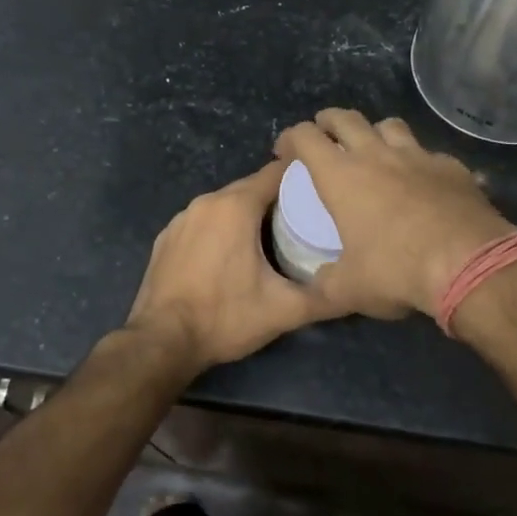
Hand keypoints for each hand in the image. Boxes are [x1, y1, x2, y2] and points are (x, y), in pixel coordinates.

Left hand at [124, 159, 336, 378]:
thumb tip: (355, 290)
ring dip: (247, 214)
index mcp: (235, 206)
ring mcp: (181, 218)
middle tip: (303, 219)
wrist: (161, 342)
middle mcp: (206, 202)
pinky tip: (229, 255)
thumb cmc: (224, 317)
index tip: (322, 190)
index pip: (276, 173)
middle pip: (250, 187)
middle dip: (276, 198)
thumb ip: (324, 298)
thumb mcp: (283, 310)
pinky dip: (219, 229)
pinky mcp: (165, 238)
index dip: (302, 178)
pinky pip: (202, 221)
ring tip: (271, 237)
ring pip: (224, 204)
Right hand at [275, 108, 516, 319]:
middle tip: (324, 135)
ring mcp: (418, 156)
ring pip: (390, 125)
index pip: (306, 138)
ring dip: (375, 132)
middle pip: (346, 118)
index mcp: (342, 176)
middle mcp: (377, 155)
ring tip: (374, 150)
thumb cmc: (397, 271)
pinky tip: (424, 182)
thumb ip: (326, 283)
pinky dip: (419, 162)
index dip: (290, 138)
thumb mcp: (349, 289)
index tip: (285, 151)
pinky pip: (429, 153)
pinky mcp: (452, 167)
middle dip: (329, 121)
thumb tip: (318, 285)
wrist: (469, 264)